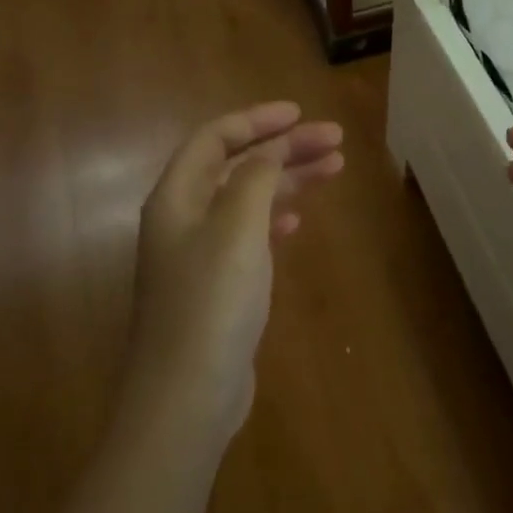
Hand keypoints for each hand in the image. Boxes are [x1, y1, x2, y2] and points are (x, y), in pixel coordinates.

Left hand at [130, 102, 343, 434]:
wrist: (186, 397)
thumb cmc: (211, 301)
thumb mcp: (237, 226)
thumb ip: (256, 177)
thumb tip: (271, 150)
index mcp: (177, 197)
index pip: (215, 138)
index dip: (257, 120)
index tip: (300, 114)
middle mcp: (183, 219)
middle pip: (237, 166)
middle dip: (285, 148)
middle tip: (334, 141)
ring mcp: (199, 255)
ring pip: (248, 199)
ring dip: (288, 180)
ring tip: (333, 169)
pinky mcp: (217, 287)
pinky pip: (249, 234)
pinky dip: (276, 218)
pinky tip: (299, 221)